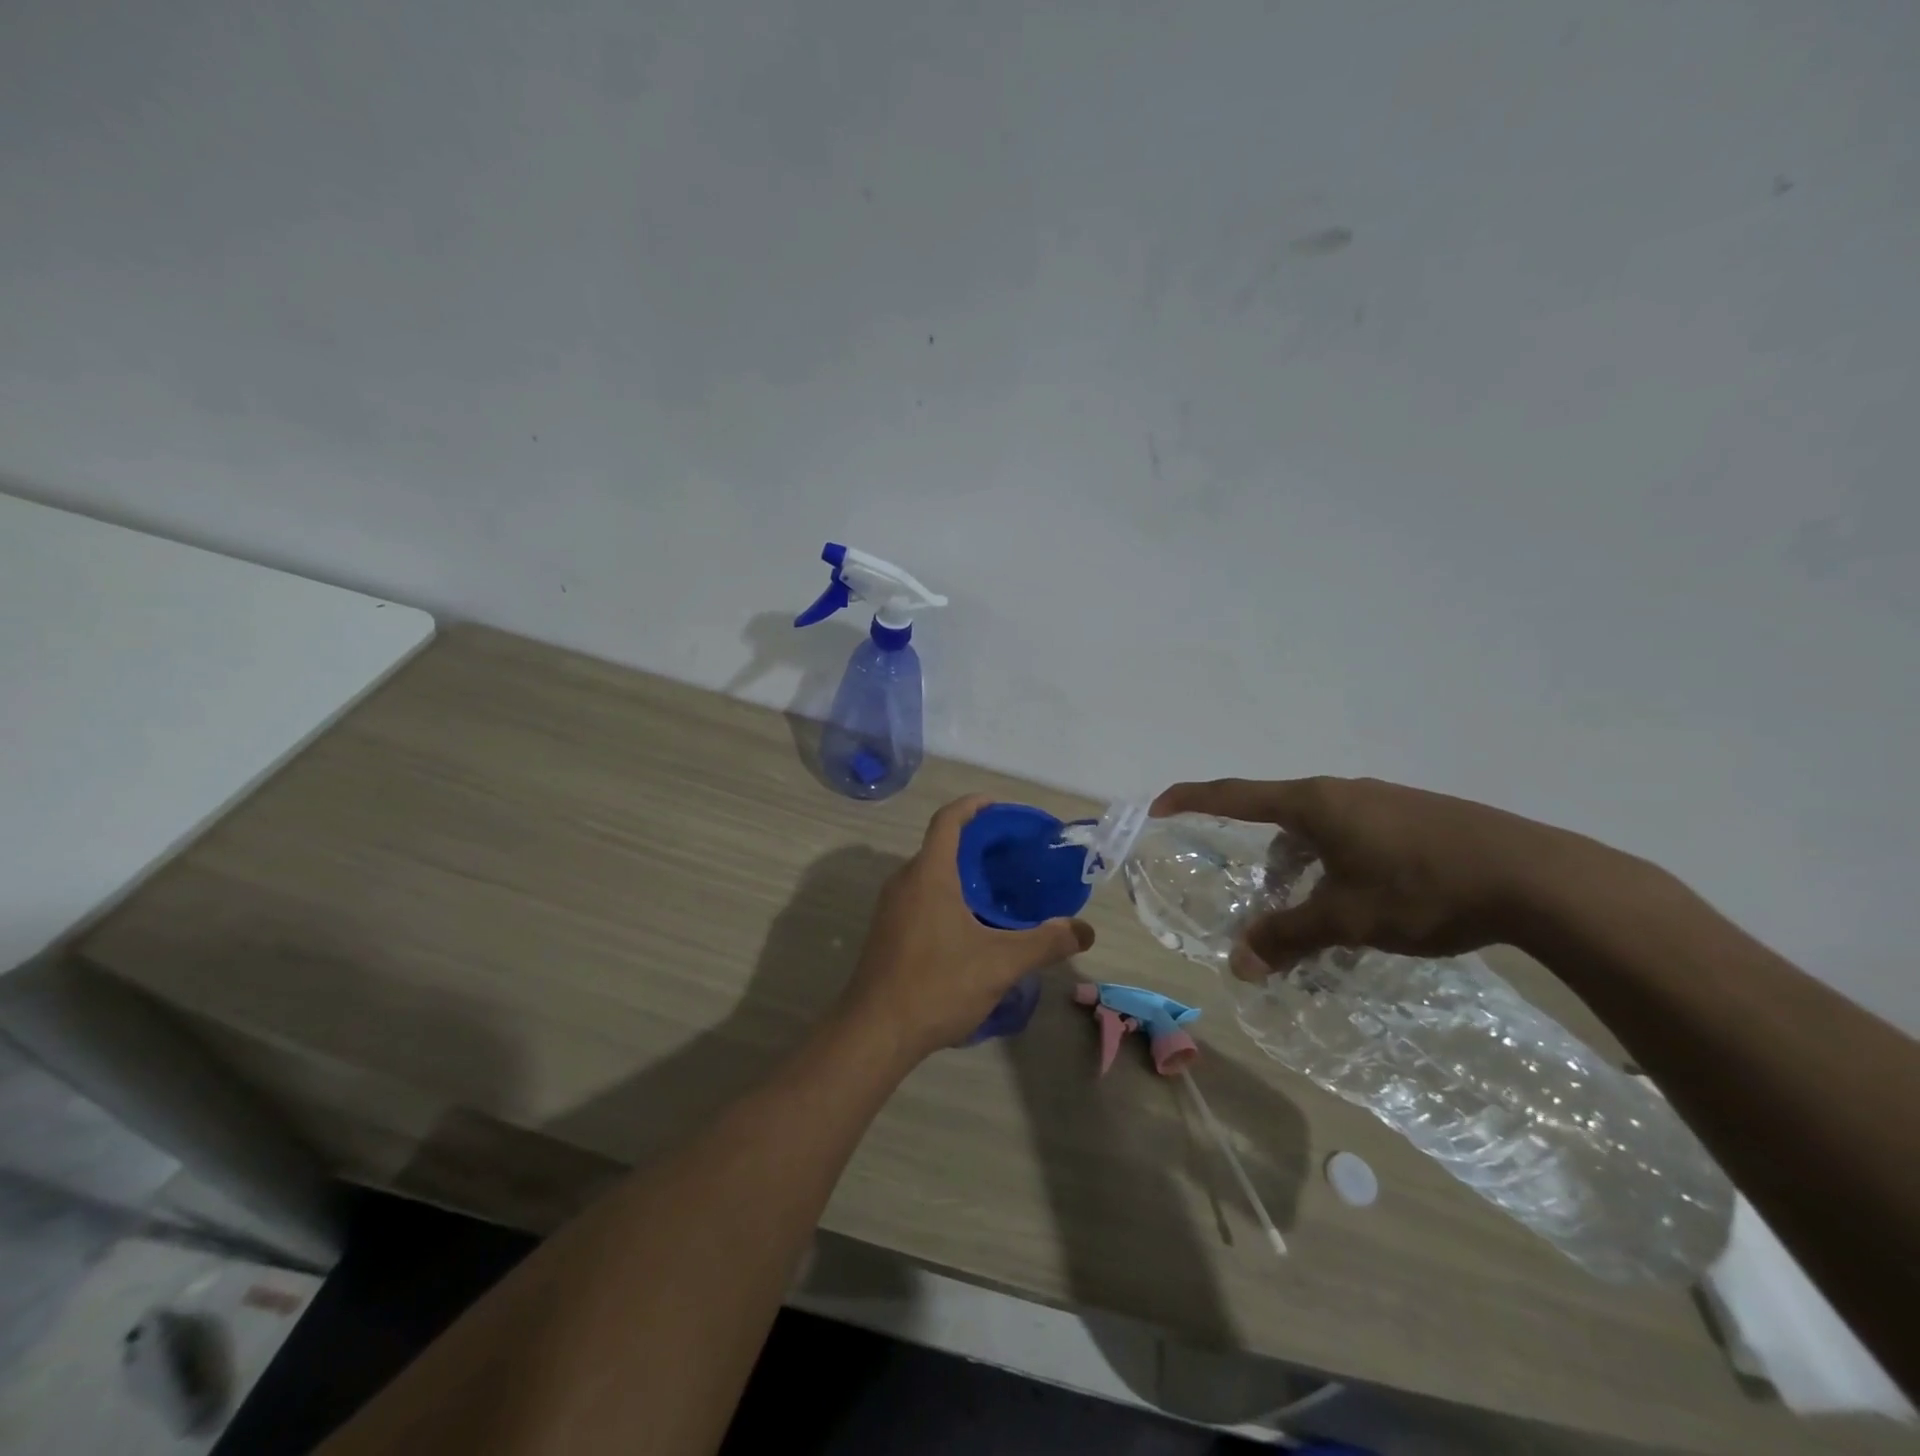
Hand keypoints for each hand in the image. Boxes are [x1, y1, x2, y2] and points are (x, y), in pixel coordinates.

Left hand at [841, 796, 1094, 1058]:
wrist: (875, 1032)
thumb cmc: (937, 984)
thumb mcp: (1000, 964)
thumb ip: (1045, 942)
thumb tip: (1085, 930)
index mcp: (929, 874)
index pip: (948, 820)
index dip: (973, 805)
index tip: (1000, 807)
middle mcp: (905, 881)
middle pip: (940, 845)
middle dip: (976, 843)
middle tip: (1013, 856)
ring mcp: (891, 908)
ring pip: (930, 874)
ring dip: (961, 872)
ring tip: (999, 890)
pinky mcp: (887, 931)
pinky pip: (920, 896)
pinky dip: (947, 895)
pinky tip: (972, 925)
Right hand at [1151, 776, 1626, 974]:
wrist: (1535, 876)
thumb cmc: (1421, 887)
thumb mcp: (1345, 919)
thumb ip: (1287, 937)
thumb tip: (1238, 964)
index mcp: (1313, 803)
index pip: (1234, 794)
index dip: (1192, 798)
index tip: (1159, 805)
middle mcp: (1342, 791)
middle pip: (1279, 815)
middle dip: (1262, 855)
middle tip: (1262, 897)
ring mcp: (1383, 800)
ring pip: (1321, 828)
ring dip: (1304, 863)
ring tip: (1317, 910)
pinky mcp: (1417, 816)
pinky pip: (1355, 834)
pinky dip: (1339, 863)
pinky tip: (1367, 901)